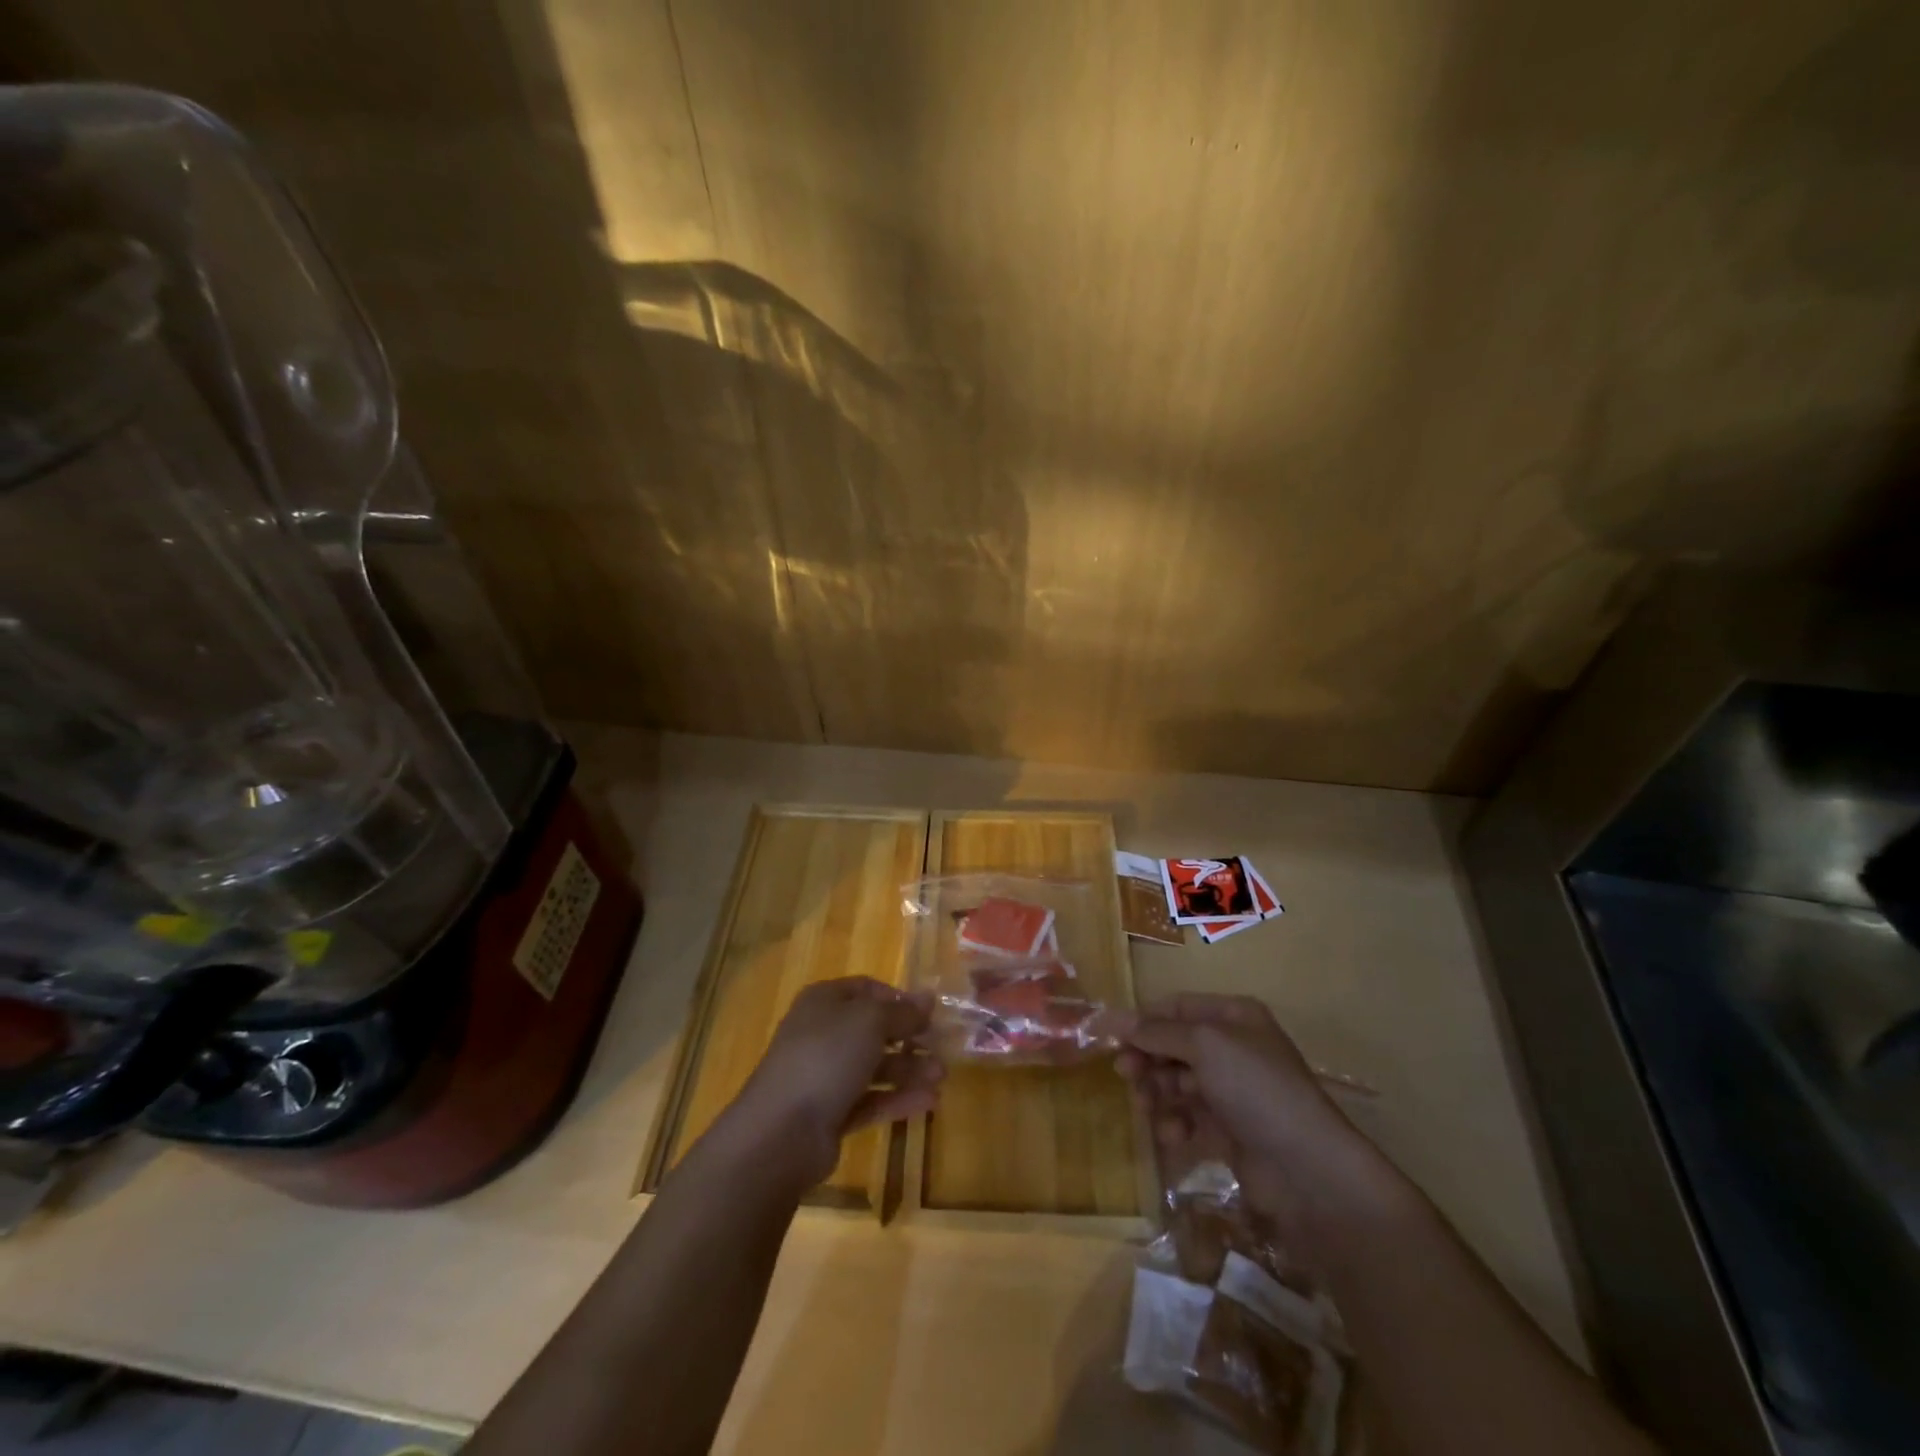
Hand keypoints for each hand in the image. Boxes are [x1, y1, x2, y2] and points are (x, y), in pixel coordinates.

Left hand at [725, 977, 944, 1189]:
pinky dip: (898, 1099)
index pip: (867, 989)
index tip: (929, 1012)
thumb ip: (903, 1011)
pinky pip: (870, 1100)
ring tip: (941, 1077)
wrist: (782, 1131)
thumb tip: (928, 997)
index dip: (898, 998)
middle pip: (873, 1030)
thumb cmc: (827, 1057)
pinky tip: (930, 1102)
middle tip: (942, 1047)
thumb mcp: (871, 1022)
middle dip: (909, 1038)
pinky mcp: (830, 1114)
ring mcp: (824, 1076)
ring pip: (874, 1067)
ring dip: (909, 1070)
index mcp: (824, 1001)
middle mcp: (823, 1034)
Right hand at [1117, 994, 1385, 1237]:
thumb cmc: (1256, 1088)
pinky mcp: (1229, 1129)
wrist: (1306, 1169)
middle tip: (1125, 1076)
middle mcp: (1232, 1047)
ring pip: (1176, 1081)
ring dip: (1157, 1092)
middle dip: (1147, 1058)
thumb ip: (1156, 1032)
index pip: (1177, 1007)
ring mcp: (1232, 1089)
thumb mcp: (1204, 1045)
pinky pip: (1189, 1115)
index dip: (1144, 1020)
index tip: (1111, 1038)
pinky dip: (1175, 1122)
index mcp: (1233, 1016)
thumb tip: (1111, 1019)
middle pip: (1173, 1044)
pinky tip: (1173, 1134)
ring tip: (1147, 1108)